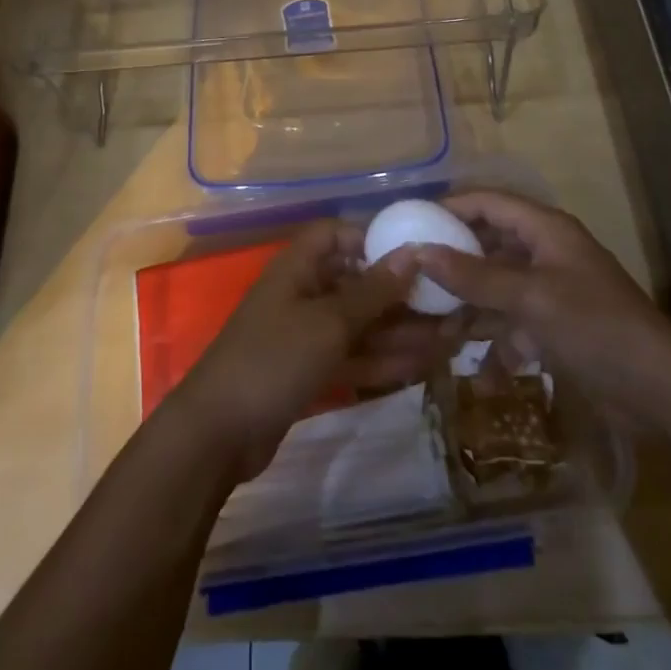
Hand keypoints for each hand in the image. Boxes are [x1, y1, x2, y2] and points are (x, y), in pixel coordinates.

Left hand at [169, 220, 437, 480]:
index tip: (415, 255)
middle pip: (357, 283)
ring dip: (401, 332)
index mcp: (298, 267)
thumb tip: (413, 252)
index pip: (336, 235)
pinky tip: (424, 366)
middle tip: (450, 306)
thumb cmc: (273, 360)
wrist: (218, 434)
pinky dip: (383, 360)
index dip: (372, 239)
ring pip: (360, 325)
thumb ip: (373, 291)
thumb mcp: (329, 322)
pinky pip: (353, 356)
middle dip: (401, 295)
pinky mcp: (310, 371)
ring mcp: (306, 335)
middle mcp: (303, 293)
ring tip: (452, 339)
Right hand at [415, 190, 670, 433]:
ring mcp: (549, 291)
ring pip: (495, 286)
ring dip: (466, 304)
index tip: (408, 224)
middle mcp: (544, 252)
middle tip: (409, 274)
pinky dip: (492, 342)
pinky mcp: (553, 327)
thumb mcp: (529, 297)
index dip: (448, 208)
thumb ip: (473, 275)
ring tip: (426, 321)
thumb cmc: (594, 327)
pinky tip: (470, 367)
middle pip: (488, 244)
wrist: (659, 392)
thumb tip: (419, 250)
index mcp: (544, 229)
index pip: (486, 202)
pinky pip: (510, 323)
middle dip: (451, 259)